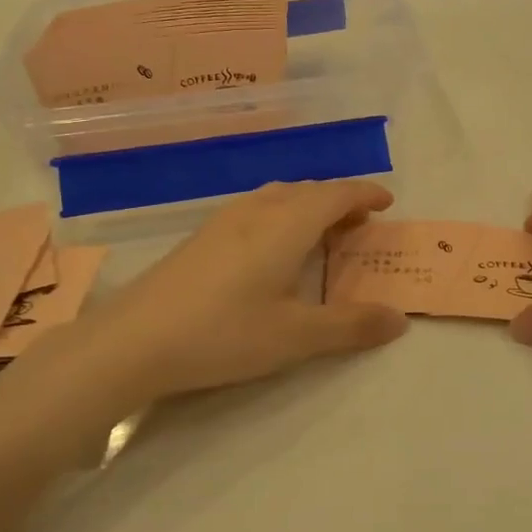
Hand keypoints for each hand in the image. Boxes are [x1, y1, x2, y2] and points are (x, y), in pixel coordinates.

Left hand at [55, 180, 407, 413]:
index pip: (336, 194)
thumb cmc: (224, 333)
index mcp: (287, 224)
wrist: (132, 341)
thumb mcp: (296, 336)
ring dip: (306, 206)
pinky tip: (270, 249)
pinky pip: (255, 209)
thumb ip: (351, 326)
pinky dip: (280, 216)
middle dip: (338, 201)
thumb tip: (398, 320)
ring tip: (318, 233)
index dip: (365, 194)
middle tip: (358, 225)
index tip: (386, 203)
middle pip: (307, 191)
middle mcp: (257, 210)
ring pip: (277, 197)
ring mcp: (223, 221)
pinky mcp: (200, 237)